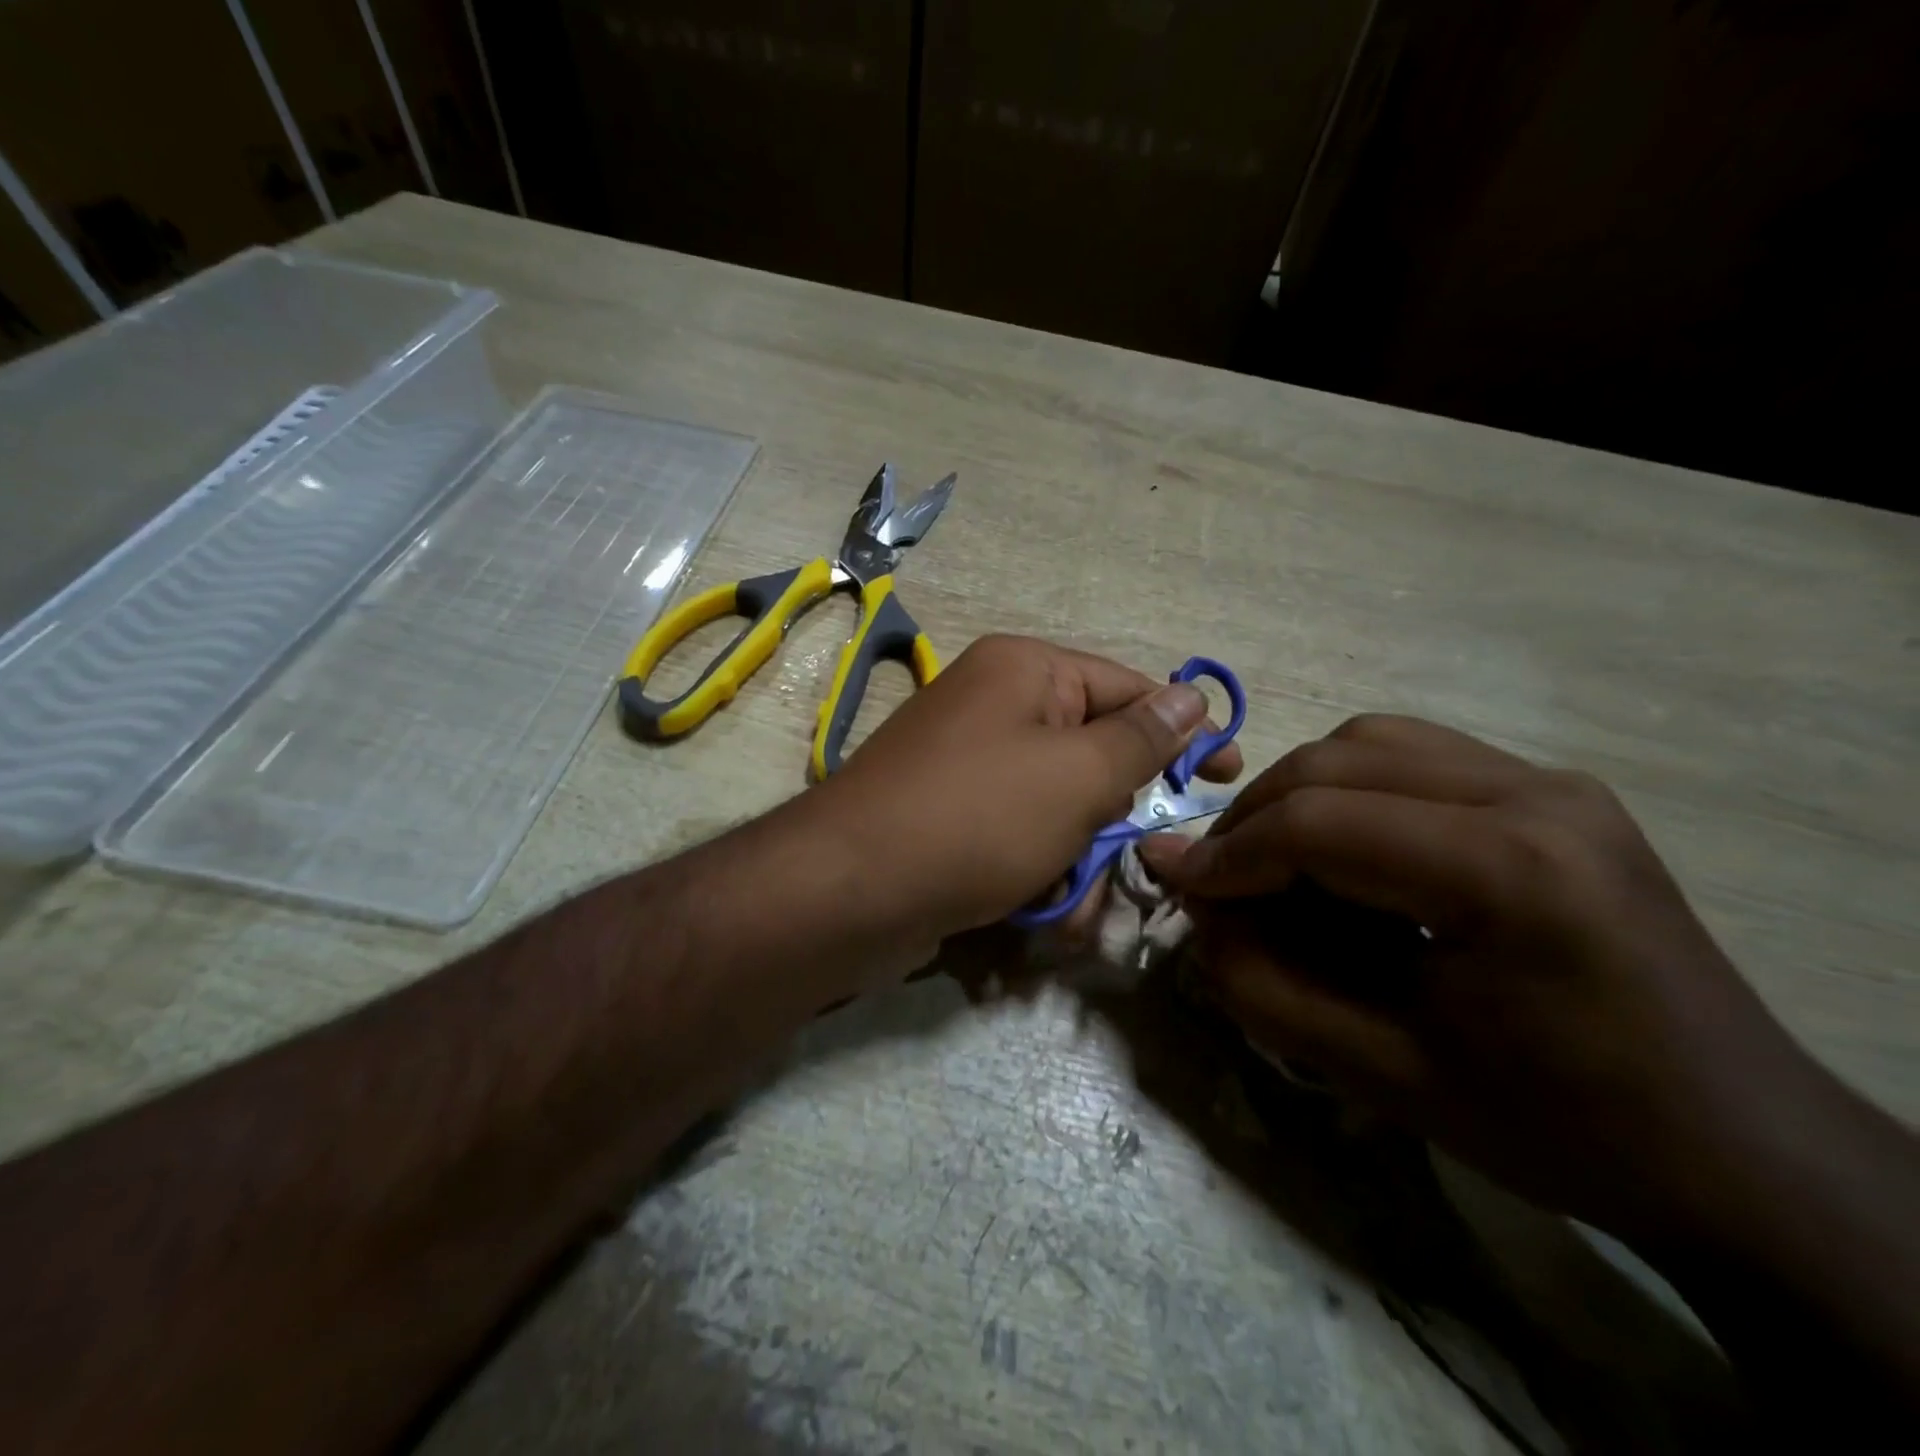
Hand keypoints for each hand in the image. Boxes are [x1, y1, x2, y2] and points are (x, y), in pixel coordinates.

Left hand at [809, 635, 1240, 947]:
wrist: (850, 892)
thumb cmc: (978, 818)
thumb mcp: (1078, 776)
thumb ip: (1142, 738)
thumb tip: (1192, 694)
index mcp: (1024, 671)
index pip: (1128, 688)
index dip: (1183, 732)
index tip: (1228, 775)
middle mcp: (994, 707)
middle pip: (1092, 757)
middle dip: (1112, 823)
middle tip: (1126, 866)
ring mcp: (968, 766)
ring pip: (1060, 811)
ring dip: (1075, 866)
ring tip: (1062, 908)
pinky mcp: (951, 819)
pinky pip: (1018, 839)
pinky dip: (1035, 878)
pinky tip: (1032, 918)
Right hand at [1139, 713, 1823, 1245]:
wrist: (1736, 1146)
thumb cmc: (1559, 1126)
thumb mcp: (1382, 1075)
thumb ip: (1262, 983)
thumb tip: (1192, 902)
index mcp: (1511, 872)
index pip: (1319, 823)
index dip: (1229, 855)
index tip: (1175, 886)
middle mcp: (1538, 794)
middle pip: (1337, 761)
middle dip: (1253, 818)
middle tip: (1218, 881)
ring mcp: (1552, 781)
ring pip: (1369, 741)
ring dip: (1298, 794)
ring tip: (1271, 859)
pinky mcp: (1553, 789)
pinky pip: (1413, 755)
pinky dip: (1349, 788)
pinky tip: (1343, 848)